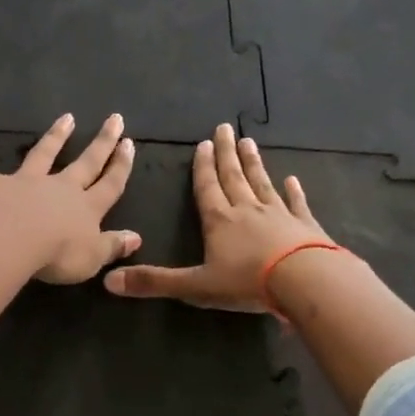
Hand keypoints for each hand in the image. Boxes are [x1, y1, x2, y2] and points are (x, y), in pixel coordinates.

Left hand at [0, 113, 141, 283]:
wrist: (14, 240)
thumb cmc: (58, 254)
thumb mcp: (93, 257)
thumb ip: (113, 246)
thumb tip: (136, 238)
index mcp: (86, 208)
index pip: (110, 185)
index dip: (121, 166)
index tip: (129, 144)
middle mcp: (59, 188)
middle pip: (86, 162)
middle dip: (102, 142)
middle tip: (115, 118)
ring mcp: (26, 183)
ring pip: (43, 155)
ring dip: (55, 136)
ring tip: (66, 118)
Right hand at [104, 123, 330, 312]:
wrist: (304, 281)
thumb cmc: (247, 282)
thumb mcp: (195, 286)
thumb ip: (155, 282)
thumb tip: (109, 281)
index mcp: (219, 220)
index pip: (207, 187)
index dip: (202, 167)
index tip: (203, 144)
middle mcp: (247, 209)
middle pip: (234, 176)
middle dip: (226, 154)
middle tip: (225, 129)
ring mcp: (279, 214)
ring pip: (262, 183)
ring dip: (254, 163)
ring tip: (249, 143)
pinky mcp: (305, 225)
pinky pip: (296, 203)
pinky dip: (294, 191)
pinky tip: (292, 179)